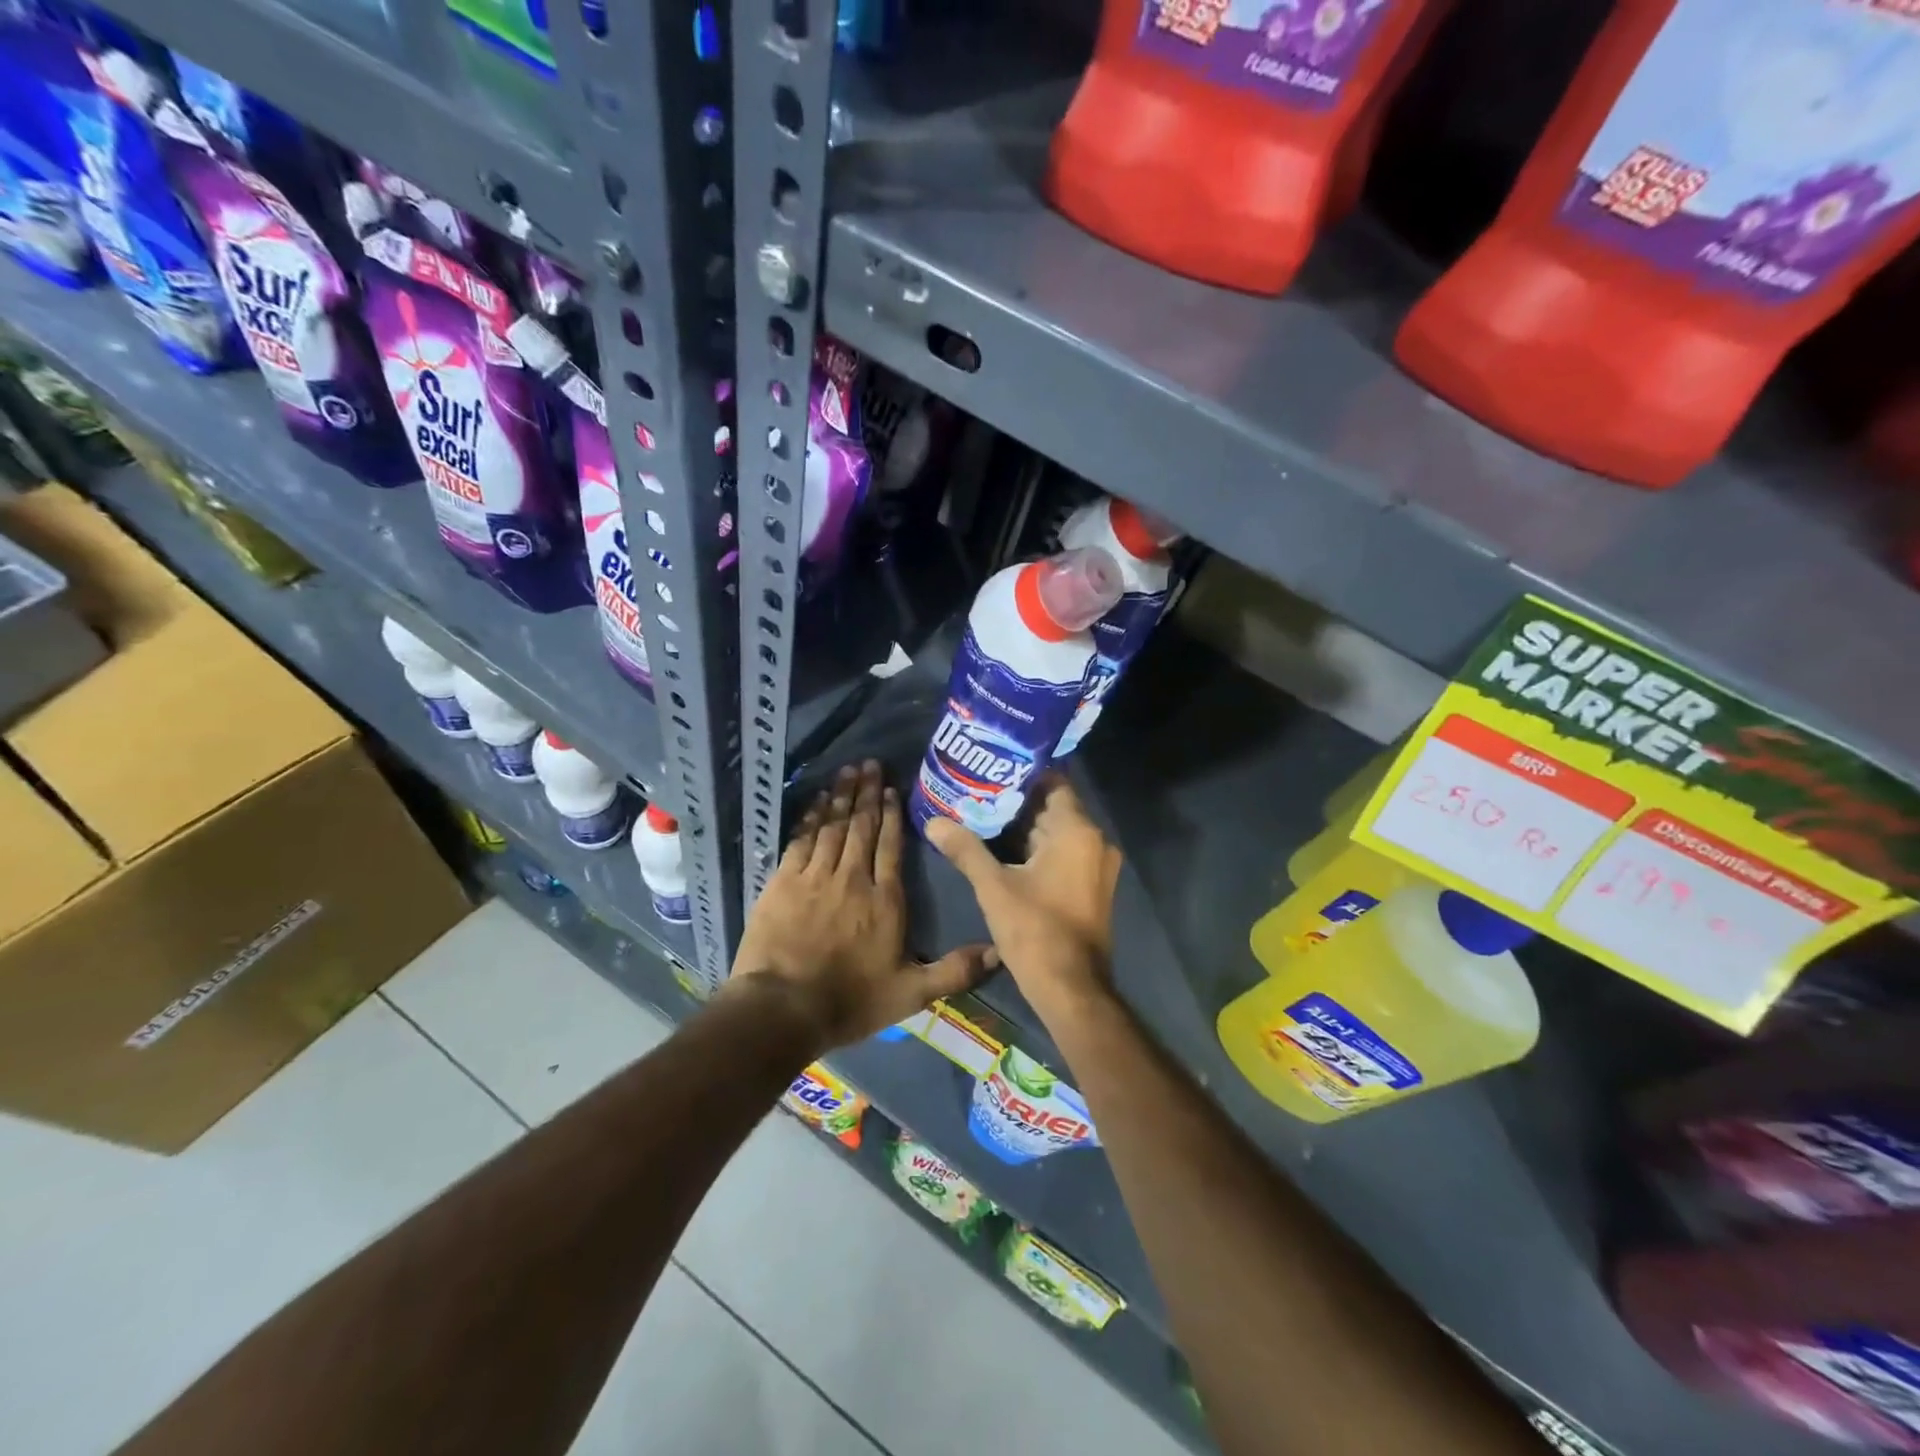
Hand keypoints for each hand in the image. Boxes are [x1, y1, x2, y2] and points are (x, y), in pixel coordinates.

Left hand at [730, 760, 994, 1047]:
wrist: (783, 1008)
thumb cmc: (850, 1001)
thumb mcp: (911, 994)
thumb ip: (954, 971)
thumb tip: (999, 951)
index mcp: (885, 900)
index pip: (891, 846)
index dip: (892, 815)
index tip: (892, 788)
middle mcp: (852, 879)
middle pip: (861, 827)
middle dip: (867, 794)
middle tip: (869, 764)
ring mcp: (815, 877)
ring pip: (832, 827)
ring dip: (841, 797)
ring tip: (847, 771)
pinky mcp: (783, 882)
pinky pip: (801, 840)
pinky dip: (810, 817)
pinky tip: (815, 802)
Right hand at [925, 775, 1120, 1020]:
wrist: (1071, 989)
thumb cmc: (1035, 931)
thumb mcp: (993, 887)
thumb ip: (965, 849)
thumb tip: (934, 822)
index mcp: (1077, 831)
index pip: (1053, 782)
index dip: (1022, 775)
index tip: (990, 771)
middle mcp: (1095, 841)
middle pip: (1054, 808)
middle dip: (1016, 803)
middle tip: (978, 794)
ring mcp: (1097, 866)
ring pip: (1058, 833)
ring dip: (1025, 828)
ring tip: (983, 818)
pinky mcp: (1093, 886)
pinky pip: (1065, 854)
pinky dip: (1038, 850)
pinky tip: (1004, 852)